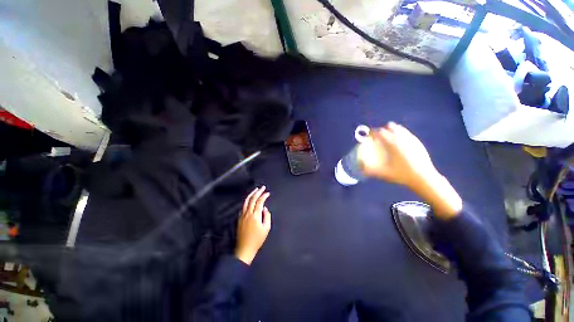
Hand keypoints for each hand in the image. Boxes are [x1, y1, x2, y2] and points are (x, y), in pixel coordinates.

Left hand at [235, 186, 271, 264]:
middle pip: (252, 199)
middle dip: (258, 192)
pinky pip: (243, 206)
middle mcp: (248, 213)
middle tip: (262, 187)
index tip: (268, 193)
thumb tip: (264, 208)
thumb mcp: (266, 228)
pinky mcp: (239, 218)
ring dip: (251, 194)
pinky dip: (247, 200)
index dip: (264, 196)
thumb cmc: (257, 239)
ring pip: (246, 201)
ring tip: (256, 190)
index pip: (259, 202)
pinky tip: (250, 199)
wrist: (244, 249)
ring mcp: (242, 215)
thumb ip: (267, 216)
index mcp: (255, 215)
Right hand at [361, 122, 461, 217]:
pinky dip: (400, 135)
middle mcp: (402, 138)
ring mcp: (412, 139)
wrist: (424, 178)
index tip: (368, 135)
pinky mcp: (418, 142)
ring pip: (399, 128)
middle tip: (378, 137)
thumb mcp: (383, 173)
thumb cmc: (402, 175)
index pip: (380, 132)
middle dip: (382, 129)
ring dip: (391, 131)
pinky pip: (406, 133)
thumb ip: (370, 170)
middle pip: (390, 126)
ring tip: (388, 139)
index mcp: (393, 143)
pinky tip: (399, 144)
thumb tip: (360, 167)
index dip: (372, 132)